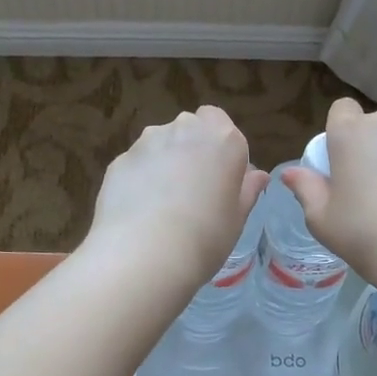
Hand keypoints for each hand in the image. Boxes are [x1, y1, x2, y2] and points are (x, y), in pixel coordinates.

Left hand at [86, 107, 268, 289]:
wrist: (144, 254)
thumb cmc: (206, 237)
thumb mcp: (237, 218)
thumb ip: (247, 190)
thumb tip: (256, 175)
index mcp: (222, 139)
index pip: (218, 121)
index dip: (217, 145)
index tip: (220, 175)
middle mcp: (184, 129)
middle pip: (188, 128)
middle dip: (191, 149)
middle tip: (193, 189)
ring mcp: (147, 142)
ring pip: (159, 143)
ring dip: (164, 161)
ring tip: (162, 202)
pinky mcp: (119, 160)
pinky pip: (137, 164)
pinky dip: (139, 178)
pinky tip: (139, 210)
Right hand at [282, 98, 376, 294]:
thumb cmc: (366, 235)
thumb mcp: (321, 219)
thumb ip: (305, 188)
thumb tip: (291, 173)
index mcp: (353, 130)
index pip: (341, 109)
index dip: (339, 133)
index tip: (340, 164)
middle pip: (374, 125)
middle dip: (370, 145)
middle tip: (366, 186)